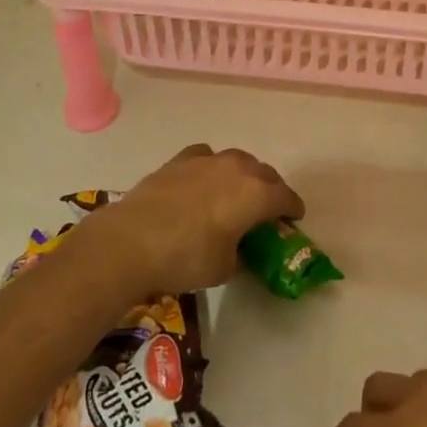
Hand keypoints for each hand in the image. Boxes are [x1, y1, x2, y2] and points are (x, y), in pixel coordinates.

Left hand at [80, 144, 301, 298]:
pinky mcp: (180, 159)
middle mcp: (237, 168)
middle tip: (267, 210)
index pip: (286, 196)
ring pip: (237, 161)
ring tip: (236, 194)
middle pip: (264, 173)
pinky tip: (203, 182)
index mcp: (256, 194)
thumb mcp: (224, 268)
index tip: (294, 219)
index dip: (293, 208)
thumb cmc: (186, 259)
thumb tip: (238, 248)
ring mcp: (207, 159)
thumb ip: (240, 253)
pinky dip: (212, 168)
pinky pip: (207, 158)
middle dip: (271, 189)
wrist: (132, 240)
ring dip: (243, 175)